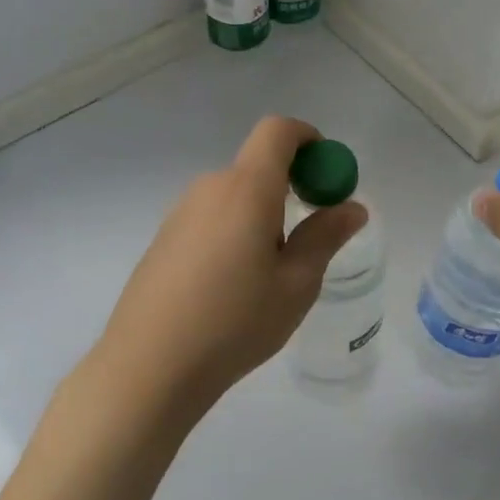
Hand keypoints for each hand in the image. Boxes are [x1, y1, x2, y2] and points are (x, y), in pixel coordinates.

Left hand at [92, 115, 366, 417]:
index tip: (325, 173)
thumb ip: (324, 237)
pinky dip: (233, 230)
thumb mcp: (295, 284)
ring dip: (261, 214)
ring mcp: (181, 212)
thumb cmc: (233, 323)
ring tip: (267, 276)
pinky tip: (230, 286)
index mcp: (247, 188)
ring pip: (234, 195)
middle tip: (306, 240)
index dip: (307, 138)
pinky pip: (211, 217)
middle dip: (290, 188)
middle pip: (258, 166)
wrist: (147, 368)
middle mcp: (211, 187)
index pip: (277, 131)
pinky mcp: (164, 238)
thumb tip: (352, 207)